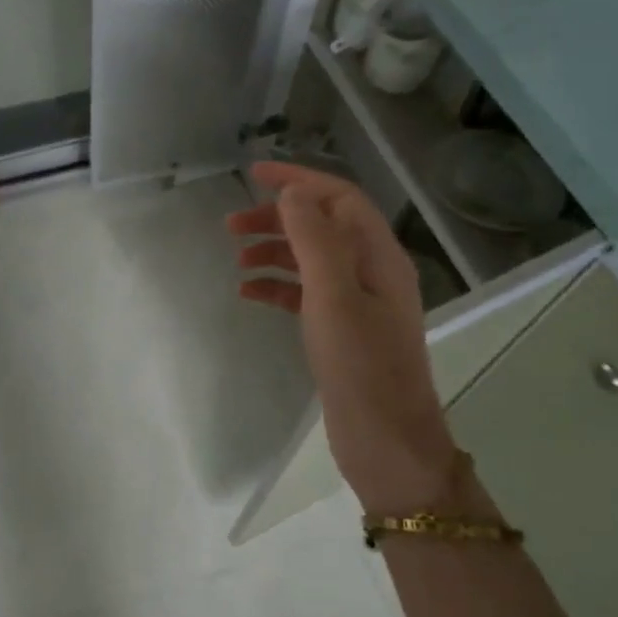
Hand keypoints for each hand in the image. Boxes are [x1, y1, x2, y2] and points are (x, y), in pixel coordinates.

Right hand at [227, 162, 467, 519]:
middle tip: (231, 225)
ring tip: (236, 258)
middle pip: (322, 227)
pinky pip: (304, 295)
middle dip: (278, 218)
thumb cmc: (362, 367)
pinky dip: (276, 287)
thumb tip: (293, 194)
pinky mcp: (341, 331)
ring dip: (274, 251)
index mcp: (379, 257)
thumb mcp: (335, 297)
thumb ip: (315, 240)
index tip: (254, 174)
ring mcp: (357, 304)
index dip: (299, 180)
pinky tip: (248, 293)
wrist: (386, 442)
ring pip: (310, 260)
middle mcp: (371, 273)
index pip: (339, 199)